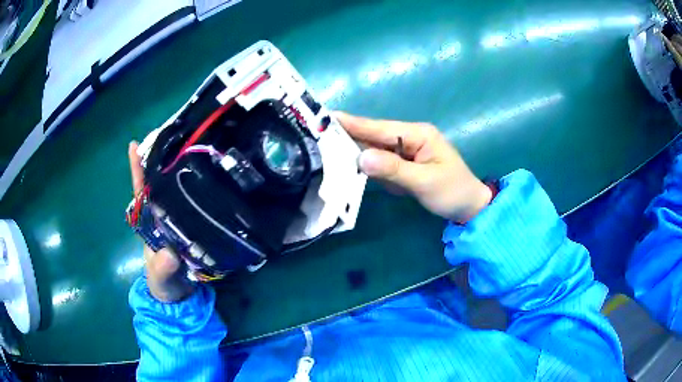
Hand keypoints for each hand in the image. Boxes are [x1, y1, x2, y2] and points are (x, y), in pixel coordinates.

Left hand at [128, 142, 194, 301]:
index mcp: (149, 223)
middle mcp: (161, 217)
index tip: (135, 144)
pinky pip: (193, 205)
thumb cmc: (164, 285)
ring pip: (176, 191)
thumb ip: (162, 269)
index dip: (137, 170)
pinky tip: (210, 177)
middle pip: (159, 184)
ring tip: (194, 147)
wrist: (180, 296)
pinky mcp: (191, 228)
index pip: (141, 192)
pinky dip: (199, 191)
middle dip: (162, 159)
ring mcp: (176, 221)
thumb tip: (170, 255)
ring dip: (181, 170)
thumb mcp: (161, 279)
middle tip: (174, 134)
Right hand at [335, 113, 491, 223]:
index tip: (327, 118)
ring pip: (375, 149)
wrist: (469, 207)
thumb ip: (394, 169)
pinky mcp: (403, 165)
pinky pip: (380, 162)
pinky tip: (348, 166)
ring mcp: (406, 151)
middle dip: (348, 136)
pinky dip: (366, 165)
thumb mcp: (425, 181)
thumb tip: (361, 158)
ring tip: (325, 150)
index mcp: (418, 134)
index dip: (353, 123)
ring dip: (354, 151)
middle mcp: (409, 138)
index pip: (380, 127)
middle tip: (317, 136)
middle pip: (374, 136)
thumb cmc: (452, 192)